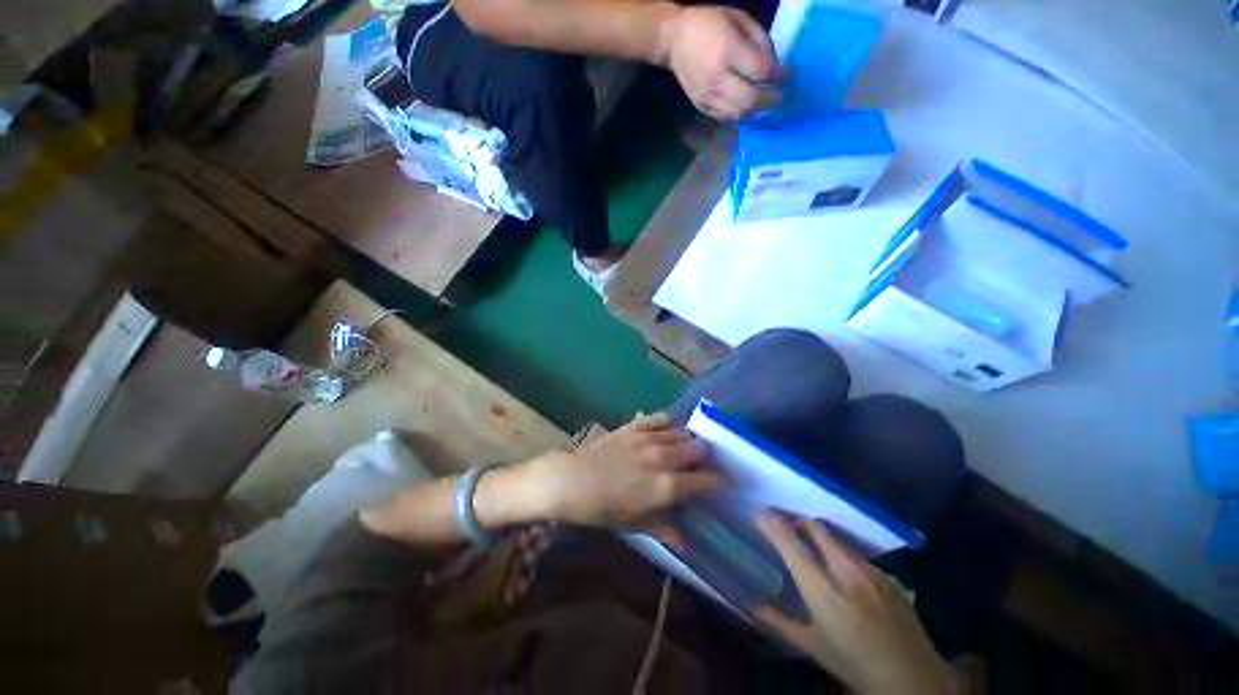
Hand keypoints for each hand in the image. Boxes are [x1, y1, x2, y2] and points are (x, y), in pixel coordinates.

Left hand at [527, 412, 725, 526]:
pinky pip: (660, 417)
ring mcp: (648, 438)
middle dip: (704, 457)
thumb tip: (687, 544)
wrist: (571, 481)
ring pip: (682, 432)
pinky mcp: (635, 426)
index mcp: (666, 486)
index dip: (720, 481)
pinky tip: (667, 430)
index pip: (705, 480)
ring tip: (685, 448)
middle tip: (701, 465)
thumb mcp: (635, 525)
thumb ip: (665, 530)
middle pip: (698, 449)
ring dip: (687, 440)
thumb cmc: (602, 509)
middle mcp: (663, 457)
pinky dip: (668, 423)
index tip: (726, 483)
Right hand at [660, 6, 781, 119]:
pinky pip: (725, 117)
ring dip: (754, 111)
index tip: (784, 75)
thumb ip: (759, 40)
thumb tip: (773, 64)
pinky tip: (745, 107)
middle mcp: (718, 78)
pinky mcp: (701, 106)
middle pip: (750, 100)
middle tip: (778, 97)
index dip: (777, 76)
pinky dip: (739, 114)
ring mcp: (708, 96)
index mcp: (728, 51)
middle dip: (769, 100)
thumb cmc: (708, 23)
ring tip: (762, 104)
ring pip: (738, 114)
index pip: (761, 71)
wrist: (674, 41)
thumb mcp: (737, 19)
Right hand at [754, 511, 955, 694]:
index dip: (772, 524)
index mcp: (823, 590)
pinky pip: (857, 554)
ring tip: (809, 545)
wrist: (914, 680)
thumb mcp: (812, 647)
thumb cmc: (854, 664)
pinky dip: (841, 553)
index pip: (791, 543)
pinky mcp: (888, 576)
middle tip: (783, 525)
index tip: (759, 514)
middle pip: (816, 528)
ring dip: (818, 536)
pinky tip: (843, 572)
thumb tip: (752, 605)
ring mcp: (871, 571)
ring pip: (837, 538)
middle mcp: (846, 572)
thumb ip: (779, 622)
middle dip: (796, 520)